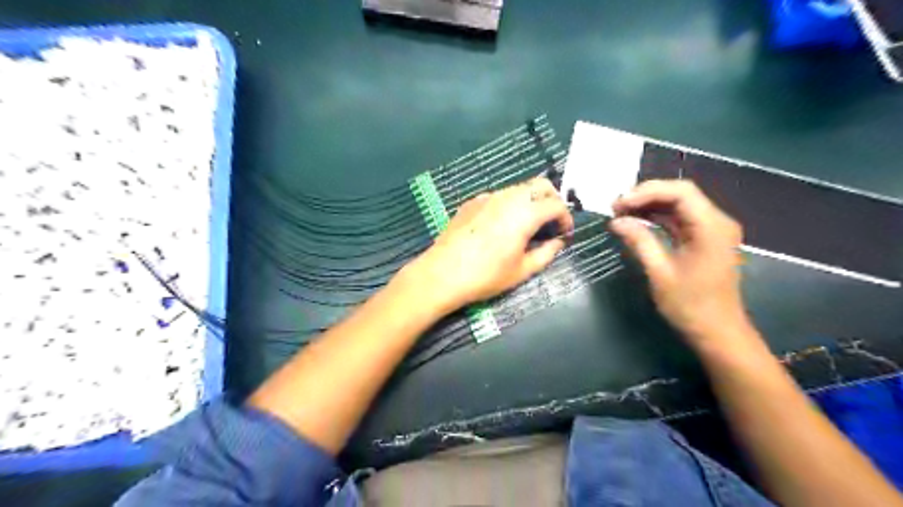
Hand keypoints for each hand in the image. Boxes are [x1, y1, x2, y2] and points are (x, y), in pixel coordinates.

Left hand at [399, 177, 569, 312]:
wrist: (442, 273)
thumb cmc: (486, 275)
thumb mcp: (522, 270)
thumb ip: (546, 253)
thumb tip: (558, 242)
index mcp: (525, 213)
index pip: (556, 204)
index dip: (566, 218)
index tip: (564, 233)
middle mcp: (508, 197)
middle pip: (540, 185)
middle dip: (552, 200)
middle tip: (551, 222)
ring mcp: (488, 197)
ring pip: (519, 188)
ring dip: (531, 201)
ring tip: (528, 225)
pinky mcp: (472, 202)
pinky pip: (499, 196)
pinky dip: (510, 204)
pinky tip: (501, 226)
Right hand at [609, 183, 752, 348]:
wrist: (718, 333)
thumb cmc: (690, 306)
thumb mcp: (660, 273)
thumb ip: (639, 241)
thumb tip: (616, 221)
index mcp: (711, 227)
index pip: (680, 192)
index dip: (647, 192)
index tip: (619, 205)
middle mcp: (717, 222)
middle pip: (680, 194)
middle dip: (646, 196)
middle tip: (616, 208)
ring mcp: (713, 230)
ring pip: (679, 205)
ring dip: (650, 206)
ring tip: (621, 213)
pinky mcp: (705, 239)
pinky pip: (680, 219)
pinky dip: (658, 217)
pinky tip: (638, 221)